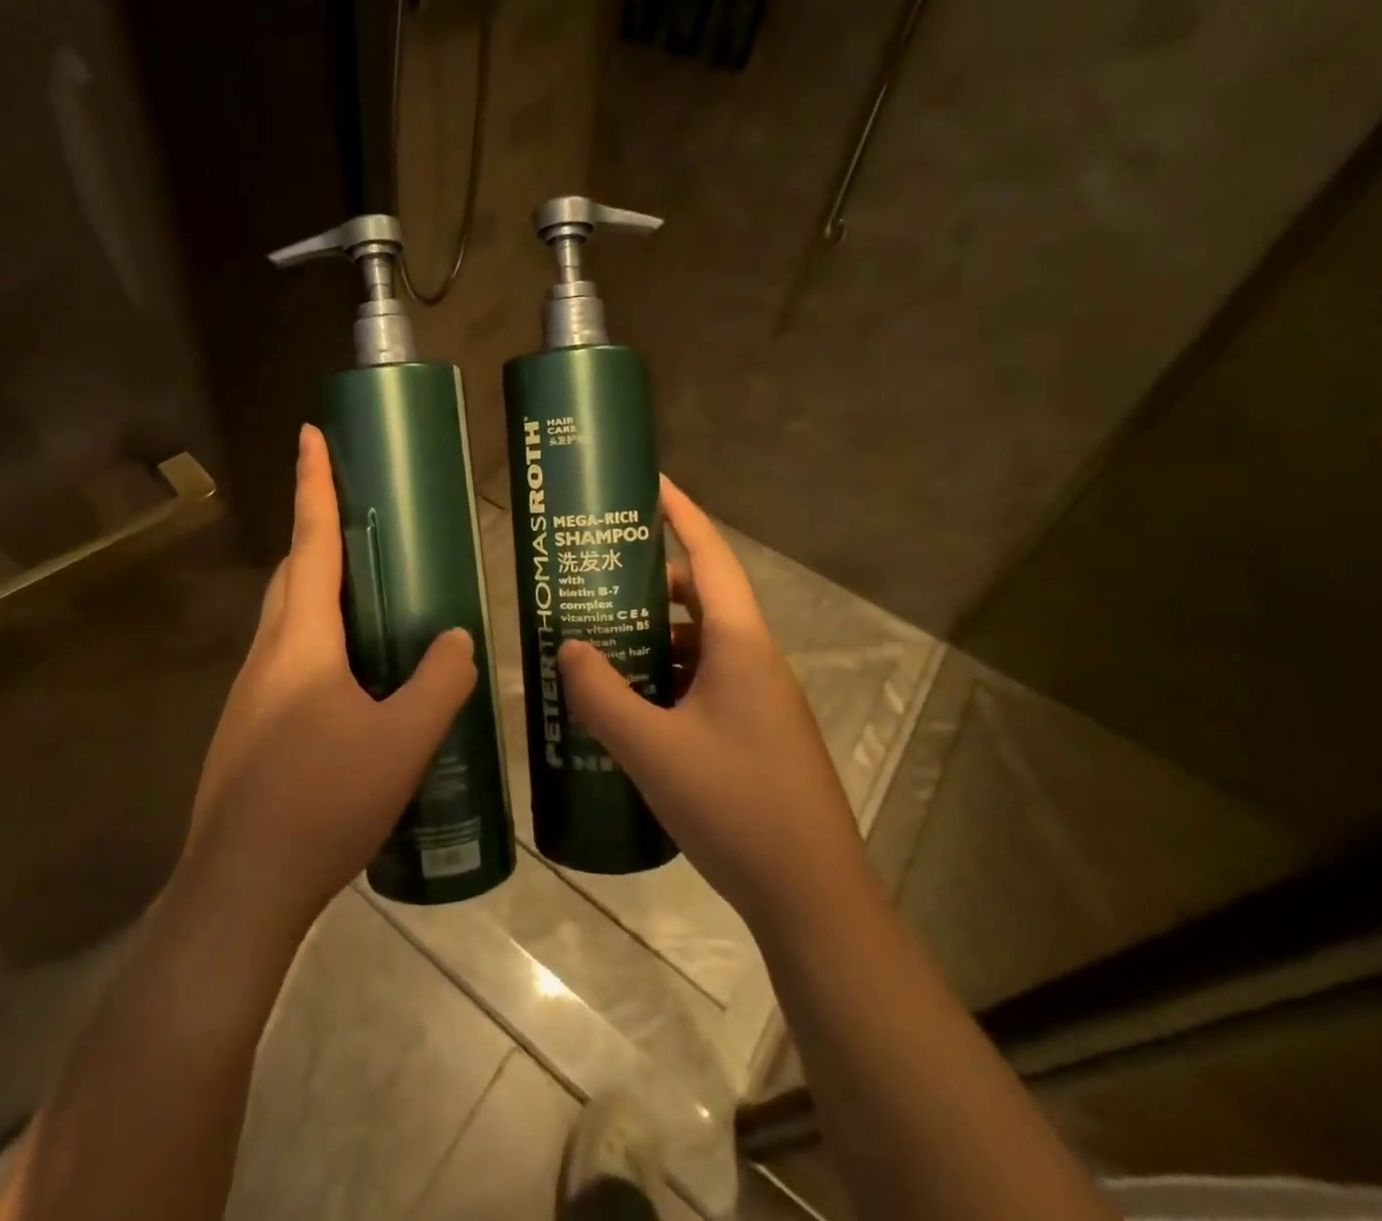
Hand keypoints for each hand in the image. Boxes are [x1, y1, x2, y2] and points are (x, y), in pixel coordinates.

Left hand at [178, 424, 478, 940]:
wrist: (239, 890)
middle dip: (318, 535)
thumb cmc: (322, 802)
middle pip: (293, 574)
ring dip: (320, 595)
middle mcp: (267, 654)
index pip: (311, 540)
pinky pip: (287, 663)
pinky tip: (353, 687)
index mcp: (301, 640)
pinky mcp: (249, 731)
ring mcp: (250, 695)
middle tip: (362, 524)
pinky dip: (319, 646)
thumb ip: (440, 681)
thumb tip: (456, 637)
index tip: (309, 432)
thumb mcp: (403, 740)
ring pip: (287, 622)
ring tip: (371, 605)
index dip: (313, 483)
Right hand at [559, 477, 867, 925]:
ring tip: (599, 643)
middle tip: (595, 581)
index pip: (708, 557)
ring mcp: (760, 699)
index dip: (681, 514)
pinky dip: (666, 677)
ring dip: (654, 637)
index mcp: (740, 644)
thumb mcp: (651, 749)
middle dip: (648, 583)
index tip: (650, 483)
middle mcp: (755, 660)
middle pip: (699, 598)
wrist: (813, 897)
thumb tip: (568, 647)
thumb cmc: (735, 807)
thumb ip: (601, 694)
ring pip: (699, 644)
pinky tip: (629, 704)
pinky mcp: (755, 732)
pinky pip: (704, 682)